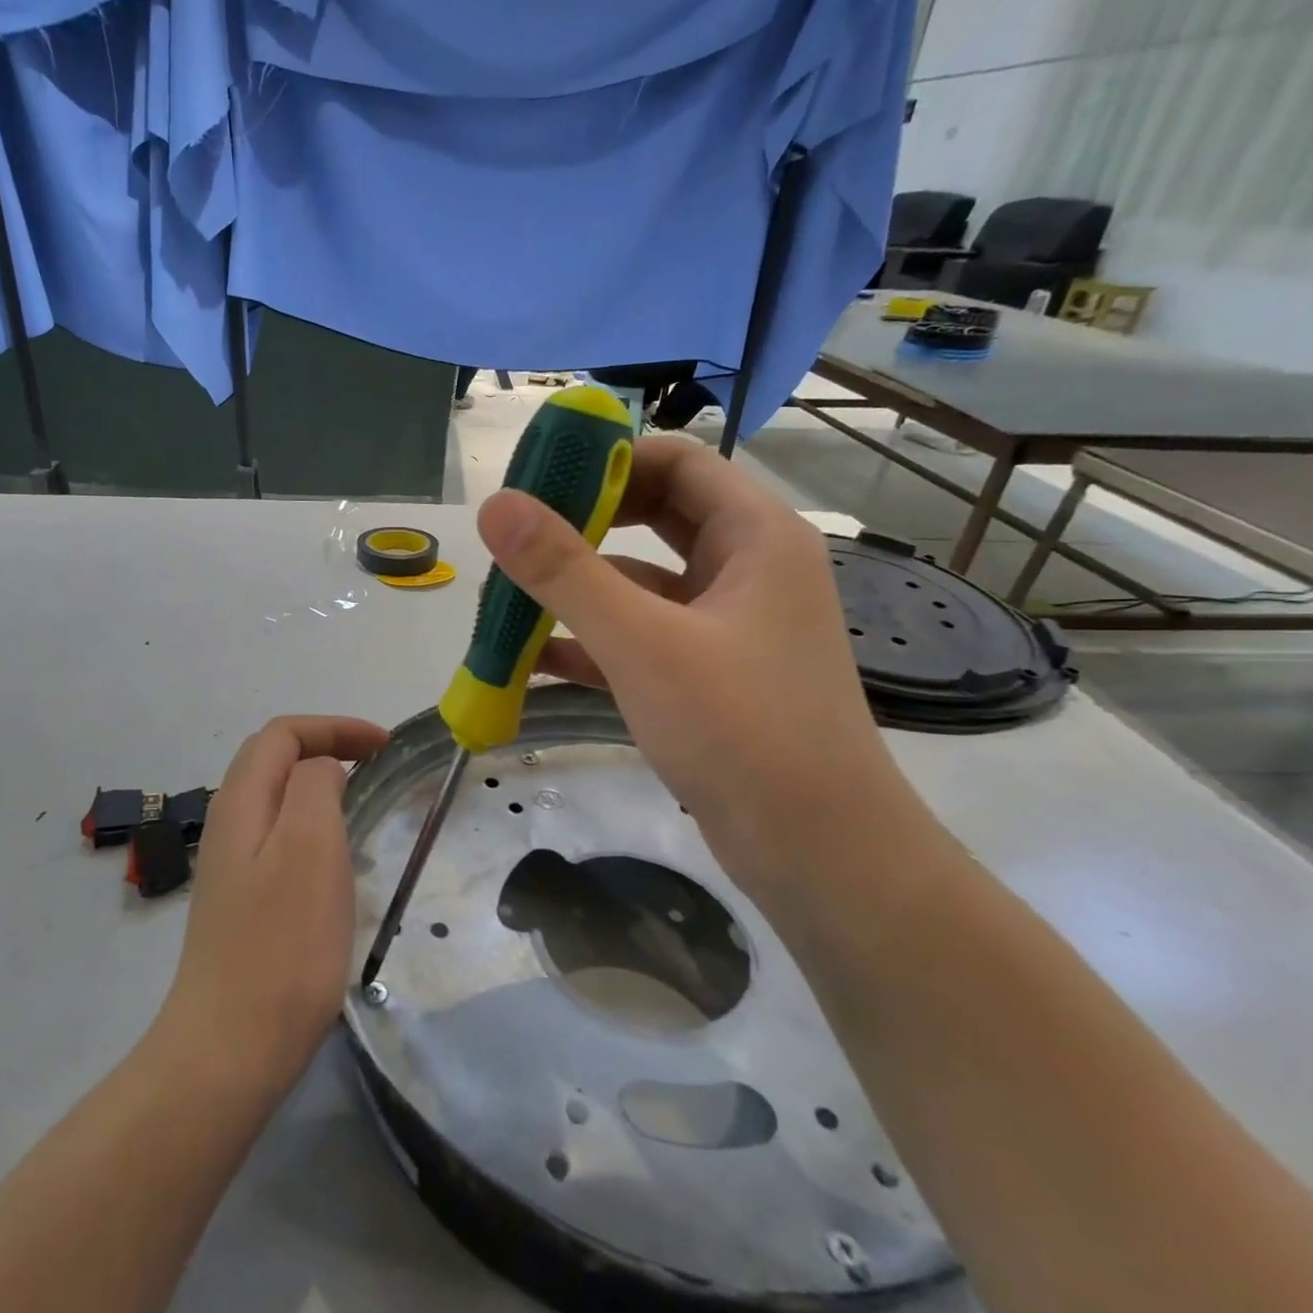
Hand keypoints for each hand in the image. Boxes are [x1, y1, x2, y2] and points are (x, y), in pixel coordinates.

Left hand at [161, 715, 389, 1089]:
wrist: (231, 1049)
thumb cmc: (281, 944)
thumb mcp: (310, 846)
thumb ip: (315, 786)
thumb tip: (322, 769)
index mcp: (241, 802)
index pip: (282, 734)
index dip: (334, 727)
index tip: (384, 746)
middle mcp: (228, 825)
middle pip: (273, 760)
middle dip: (326, 748)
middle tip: (377, 766)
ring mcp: (231, 867)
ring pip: (277, 800)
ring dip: (321, 787)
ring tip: (365, 805)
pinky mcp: (243, 903)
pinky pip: (280, 839)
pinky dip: (314, 826)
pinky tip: (339, 863)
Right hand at [477, 436, 905, 893]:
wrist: (815, 851)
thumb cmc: (741, 729)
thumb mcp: (643, 643)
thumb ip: (565, 571)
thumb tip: (496, 506)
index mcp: (755, 536)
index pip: (676, 462)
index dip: (607, 460)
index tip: (536, 480)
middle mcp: (746, 570)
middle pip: (654, 519)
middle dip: (582, 527)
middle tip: (514, 538)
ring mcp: (726, 627)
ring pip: (640, 585)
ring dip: (576, 591)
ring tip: (504, 601)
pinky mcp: (706, 677)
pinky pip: (639, 639)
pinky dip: (590, 644)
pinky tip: (530, 661)